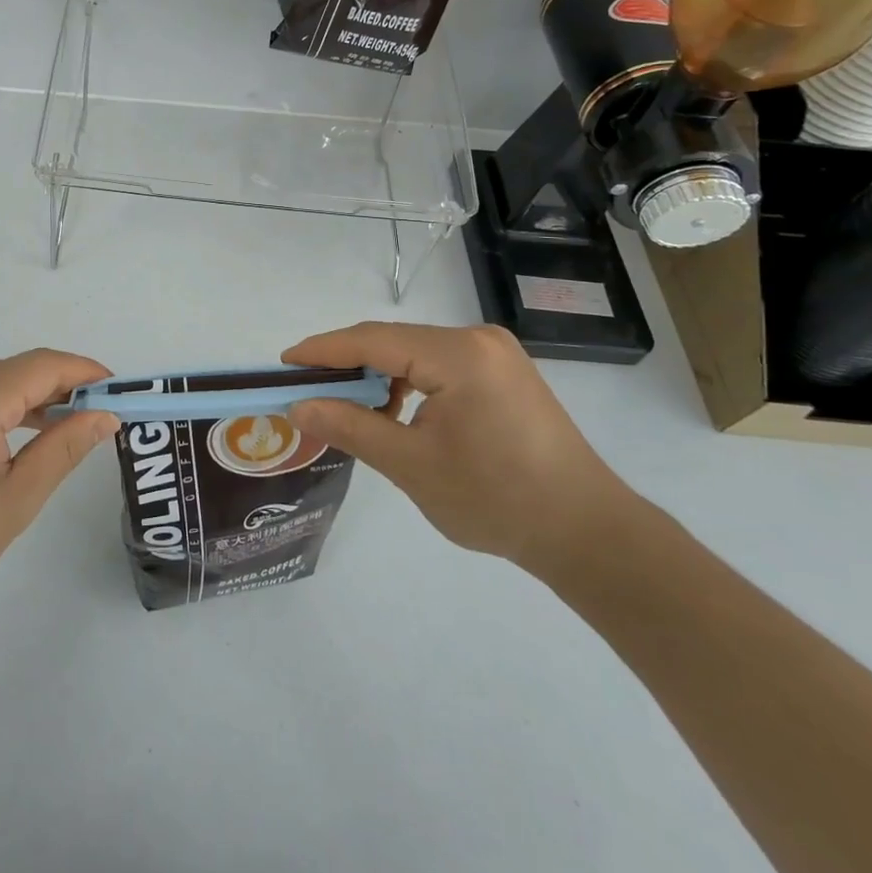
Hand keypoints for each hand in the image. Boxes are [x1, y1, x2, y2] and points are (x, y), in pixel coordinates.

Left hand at [0, 351, 118, 625]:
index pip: (47, 365)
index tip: (119, 391)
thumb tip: (105, 414)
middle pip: (21, 369)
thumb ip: (64, 449)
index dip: (87, 372)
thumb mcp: (14, 500)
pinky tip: (17, 433)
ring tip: (65, 429)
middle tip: (98, 418)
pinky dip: (1, 404)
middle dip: (63, 388)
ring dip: (32, 397)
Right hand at [282, 323, 630, 571]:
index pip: (373, 339)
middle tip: (308, 389)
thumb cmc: (497, 499)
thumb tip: (298, 406)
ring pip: (415, 351)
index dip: (324, 350)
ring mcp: (495, 353)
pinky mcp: (503, 372)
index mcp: (459, 354)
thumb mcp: (412, 466)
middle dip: (348, 364)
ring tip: (346, 406)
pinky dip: (408, 382)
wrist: (587, 533)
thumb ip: (351, 427)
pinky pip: (439, 364)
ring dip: (378, 374)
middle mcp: (477, 339)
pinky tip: (394, 411)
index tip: (284, 363)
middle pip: (394, 340)